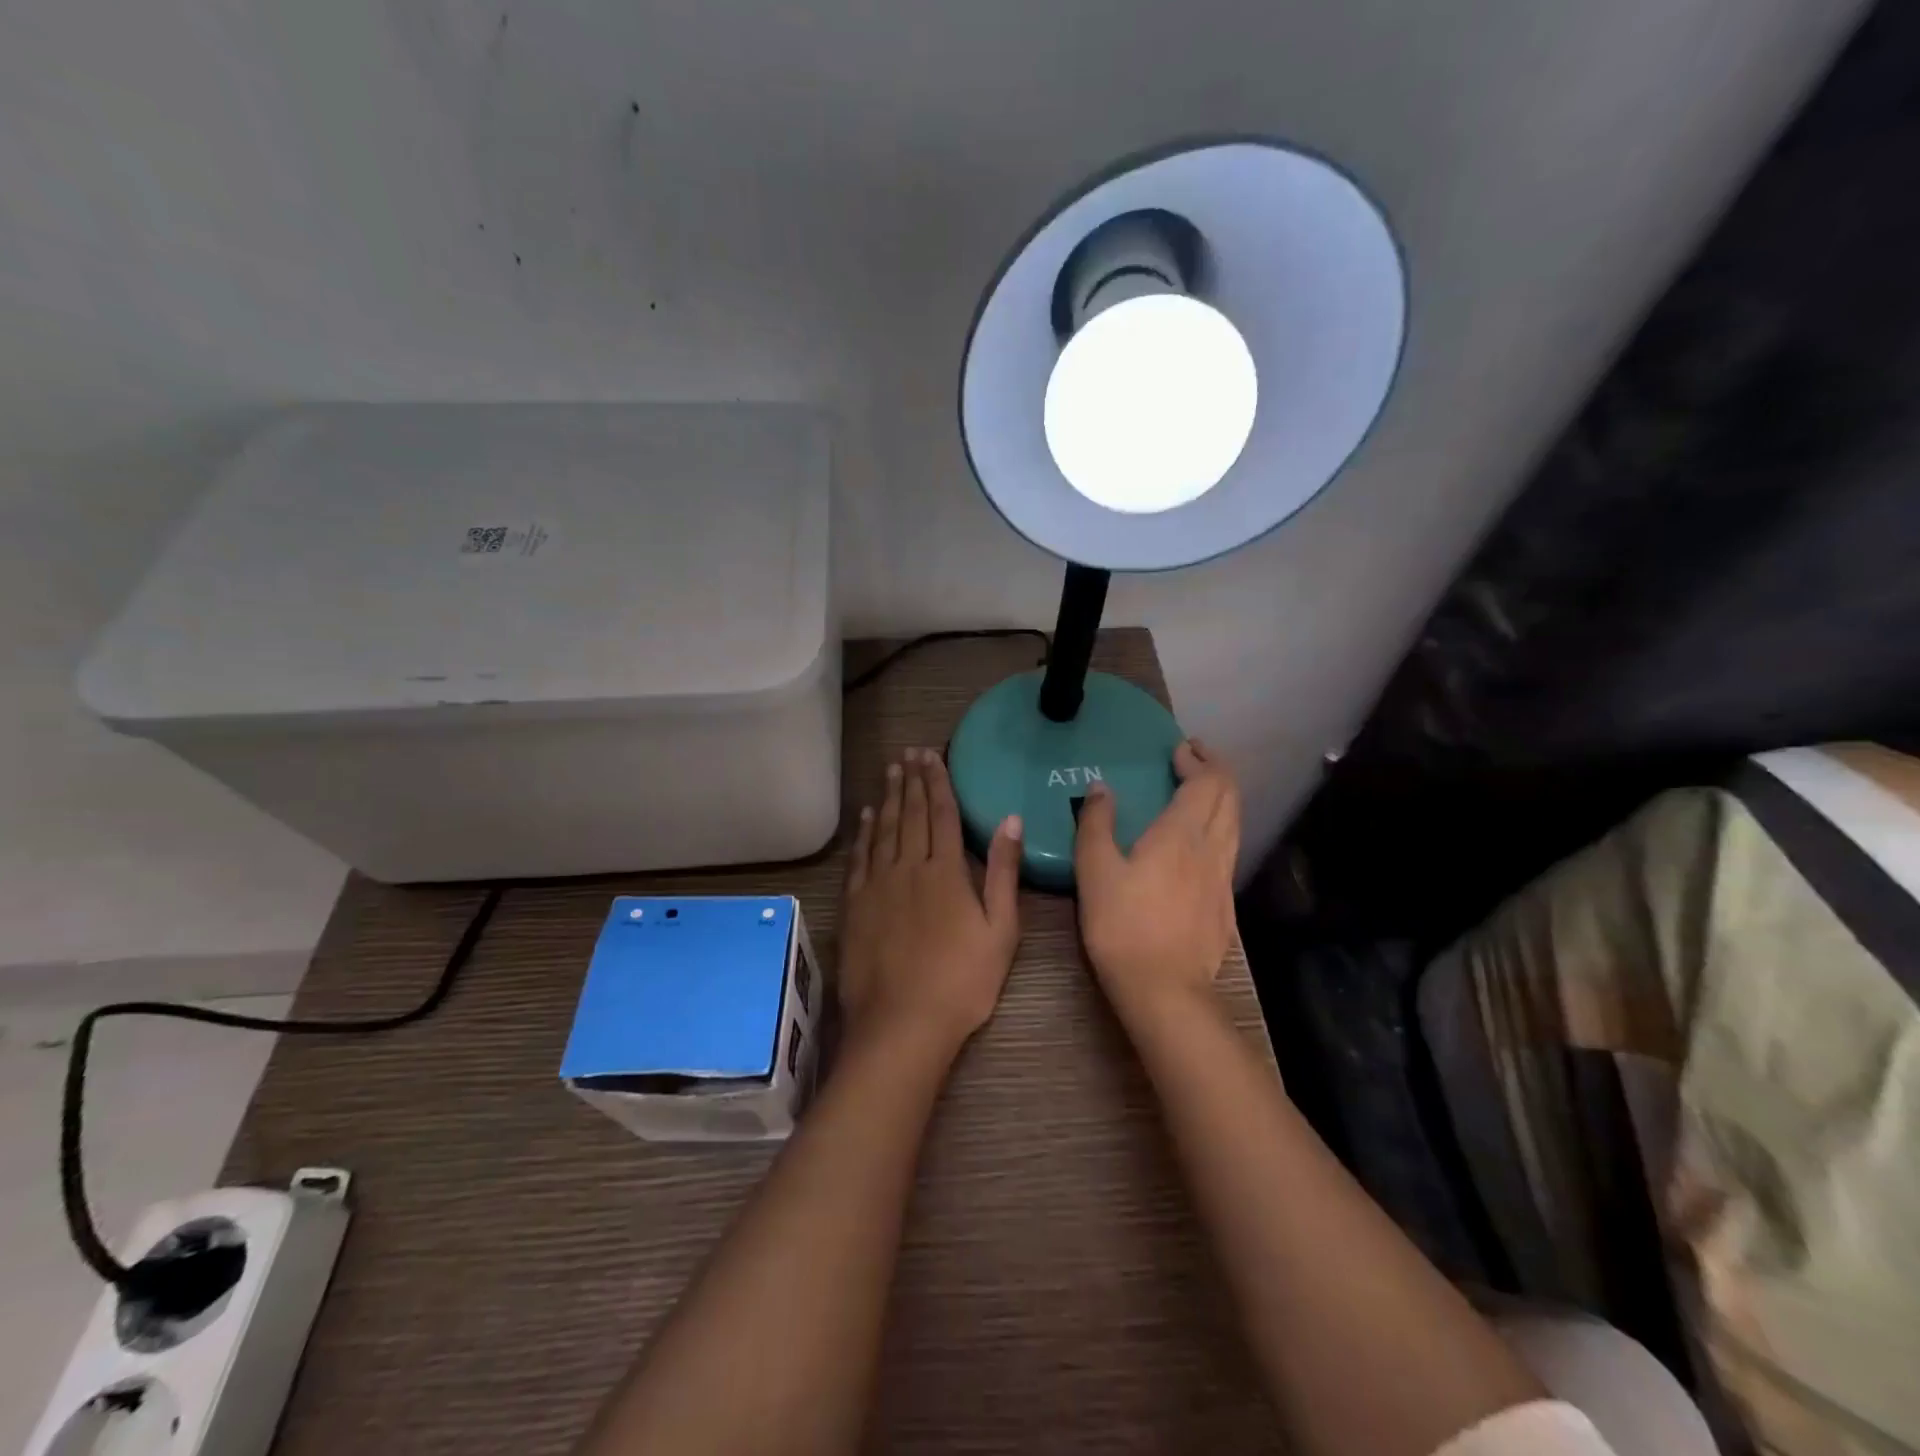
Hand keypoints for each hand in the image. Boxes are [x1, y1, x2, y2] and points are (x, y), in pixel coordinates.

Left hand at [839, 748, 1023, 1051]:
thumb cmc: (962, 982)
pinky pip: (860, 857)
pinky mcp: (855, 905)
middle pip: (911, 814)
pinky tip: (868, 816)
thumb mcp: (1000, 930)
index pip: (942, 814)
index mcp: (946, 872)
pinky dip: (865, 832)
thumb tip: (1010, 820)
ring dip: (890, 797)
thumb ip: (1004, 872)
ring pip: (884, 829)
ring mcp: (877, 885)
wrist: (901, 1024)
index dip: (938, 782)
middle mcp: (908, 867)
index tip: (932, 755)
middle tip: (910, 752)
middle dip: (913, 780)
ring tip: (891, 771)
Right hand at [1074, 739, 1239, 1016]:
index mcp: (1181, 834)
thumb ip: (1096, 824)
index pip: (1206, 782)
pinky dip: (1221, 827)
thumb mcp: (1095, 870)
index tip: (1181, 747)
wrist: (1165, 989)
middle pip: (1229, 797)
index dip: (1198, 759)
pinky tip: (1201, 843)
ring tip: (1200, 792)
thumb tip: (1102, 788)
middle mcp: (1212, 848)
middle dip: (1215, 770)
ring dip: (1222, 798)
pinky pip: (1230, 849)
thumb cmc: (1122, 925)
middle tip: (1193, 759)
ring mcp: (1223, 878)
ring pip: (1235, 823)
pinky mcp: (1225, 904)